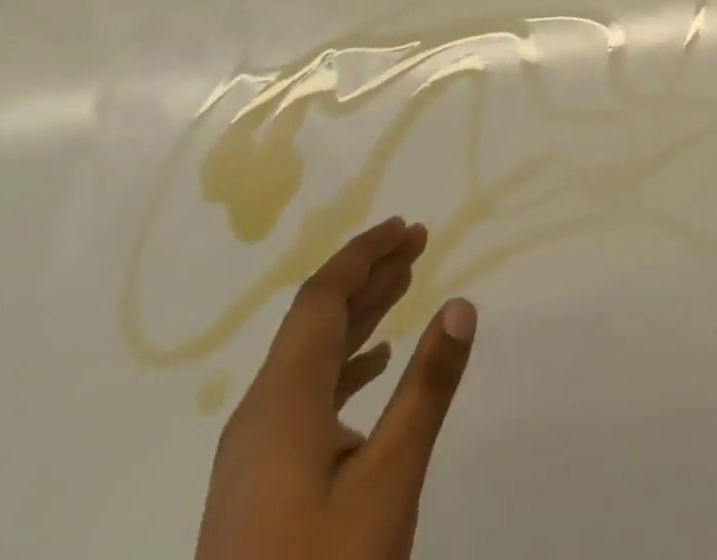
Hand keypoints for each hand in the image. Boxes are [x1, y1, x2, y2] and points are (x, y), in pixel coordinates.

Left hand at [196, 217, 476, 559]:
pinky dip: (346, 362)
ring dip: (359, 315)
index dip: (364, 255)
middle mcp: (260, 416)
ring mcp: (255, 455)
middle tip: (419, 242)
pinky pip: (306, 394)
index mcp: (281, 402)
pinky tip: (375, 364)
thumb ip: (426, 388)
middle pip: (315, 320)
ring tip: (406, 284)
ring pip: (311, 358)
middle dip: (368, 274)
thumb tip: (461, 305)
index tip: (408, 227)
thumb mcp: (388, 481)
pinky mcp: (260, 487)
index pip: (321, 299)